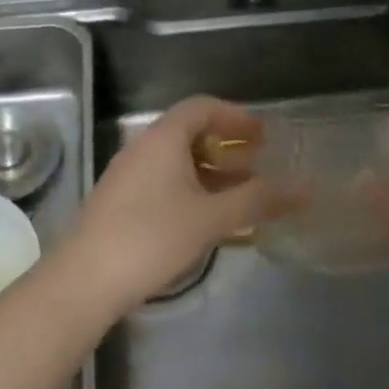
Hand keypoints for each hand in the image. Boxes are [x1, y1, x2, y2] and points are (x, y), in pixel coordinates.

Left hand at [70, 96, 304, 318]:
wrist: (85, 281)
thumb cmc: (152, 237)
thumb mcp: (211, 218)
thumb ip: (258, 200)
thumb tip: (304, 189)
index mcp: (163, 138)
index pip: (203, 107)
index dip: (236, 116)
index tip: (263, 135)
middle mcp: (142, 148)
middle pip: (190, 133)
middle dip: (227, 147)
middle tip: (258, 166)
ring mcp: (127, 176)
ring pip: (177, 161)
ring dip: (211, 172)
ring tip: (240, 196)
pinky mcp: (119, 203)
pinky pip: (163, 182)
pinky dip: (191, 190)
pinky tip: (207, 220)